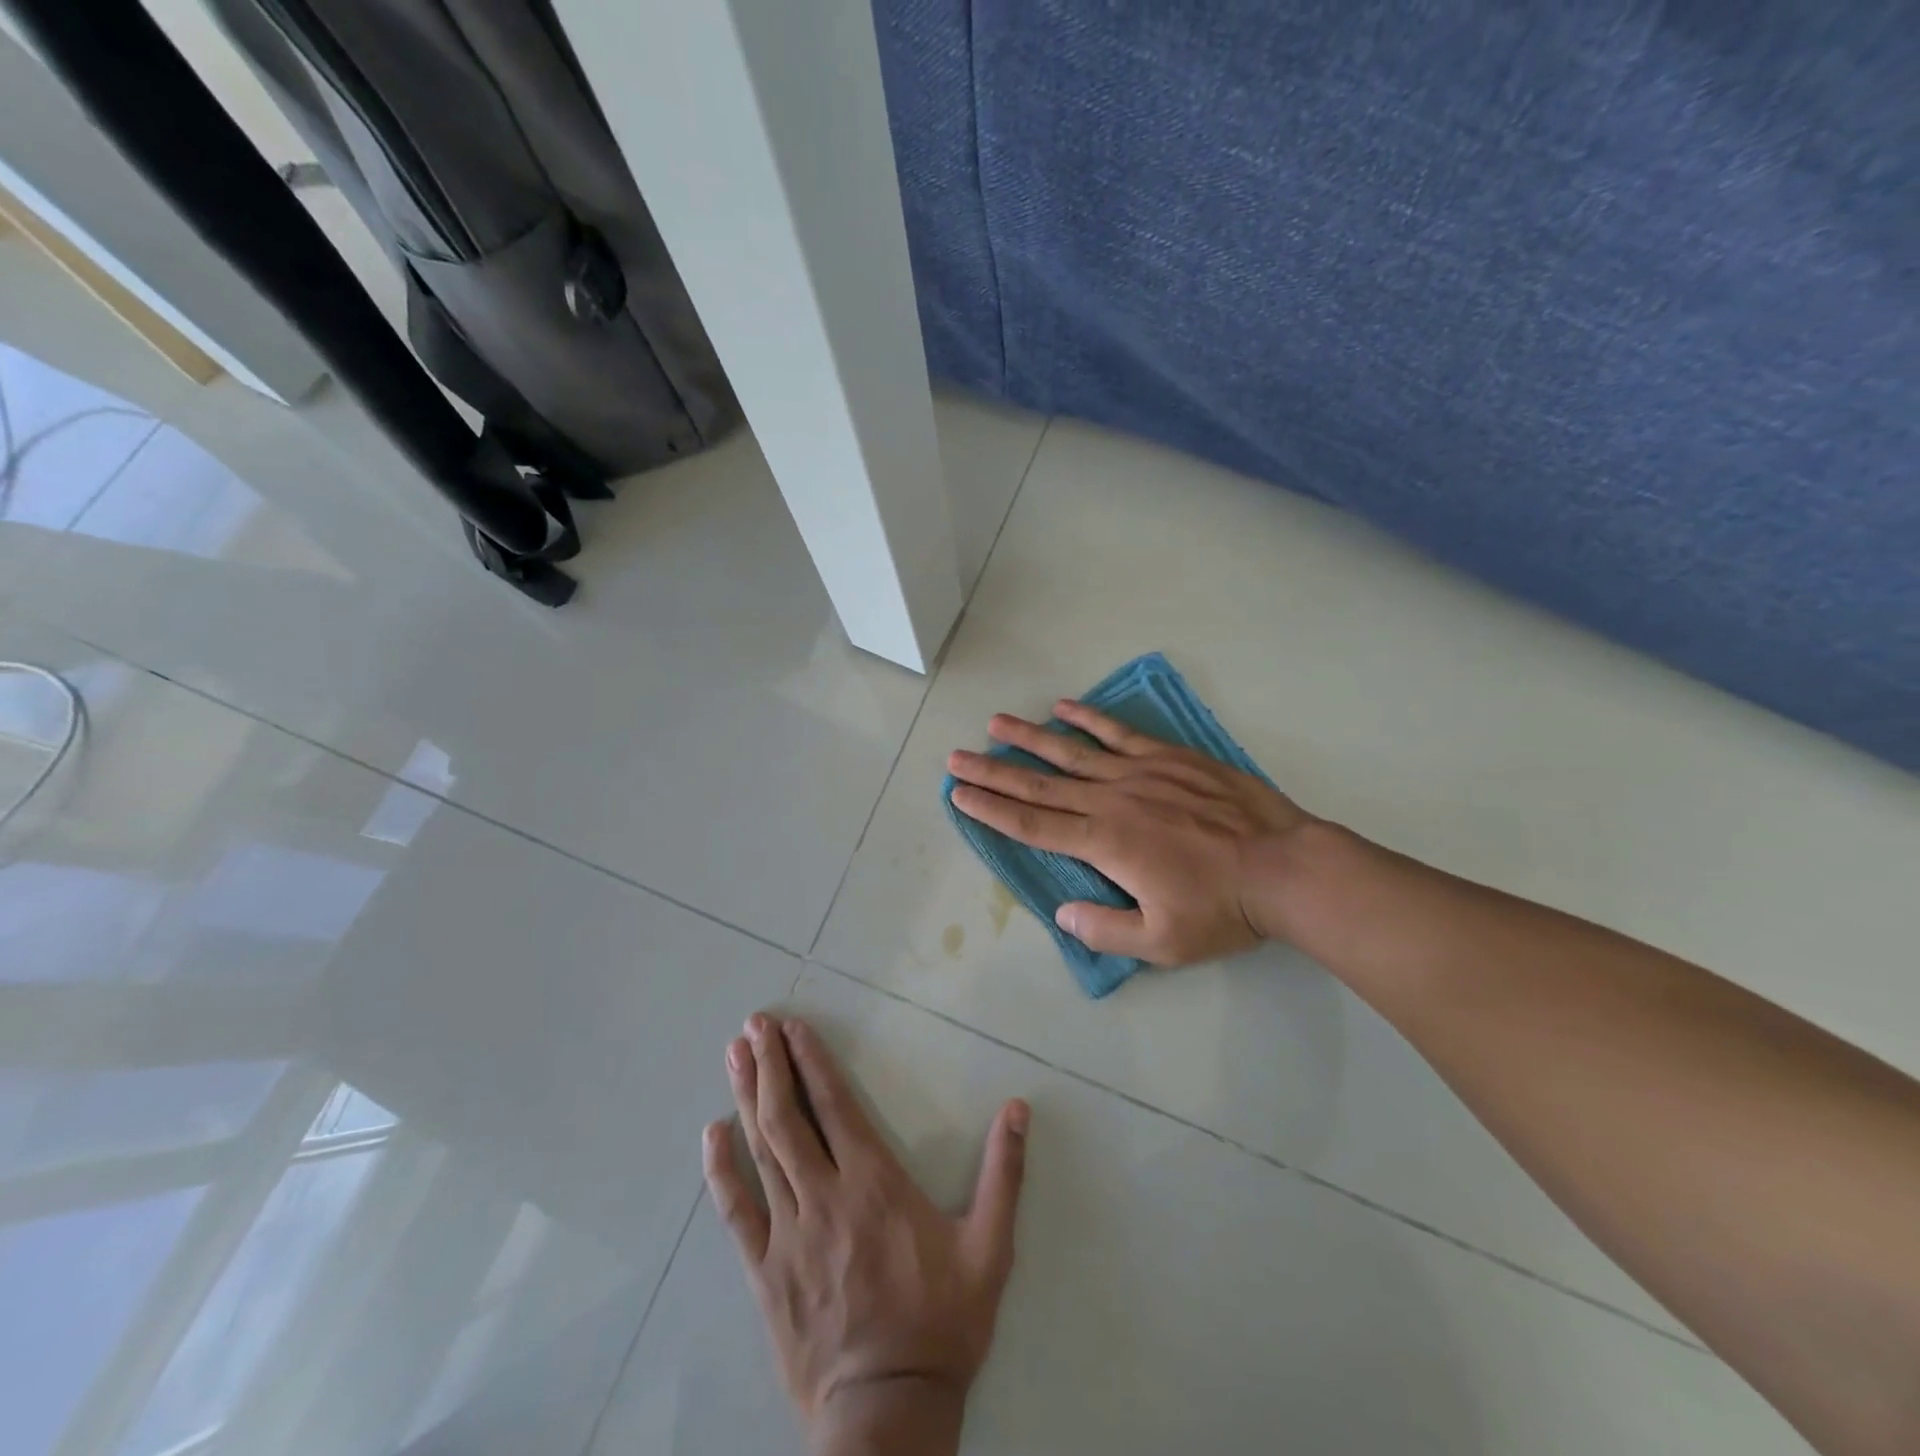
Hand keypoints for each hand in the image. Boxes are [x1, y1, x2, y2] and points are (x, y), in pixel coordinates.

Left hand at [703, 1014, 1028, 1453]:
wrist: (887, 1416)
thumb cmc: (940, 1324)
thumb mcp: (989, 1249)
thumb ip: (1003, 1174)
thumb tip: (1019, 1108)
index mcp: (874, 1184)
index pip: (835, 1106)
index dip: (812, 1062)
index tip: (793, 1027)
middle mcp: (825, 1197)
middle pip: (789, 1118)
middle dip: (770, 1065)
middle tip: (753, 1024)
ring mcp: (789, 1234)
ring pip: (762, 1151)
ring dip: (746, 1097)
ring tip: (733, 1054)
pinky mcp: (765, 1271)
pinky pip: (736, 1212)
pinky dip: (721, 1170)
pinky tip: (711, 1135)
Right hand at [947, 699, 1312, 965]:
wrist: (1283, 867)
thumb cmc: (1221, 909)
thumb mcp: (1161, 943)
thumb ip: (1105, 929)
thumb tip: (1063, 913)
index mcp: (1105, 843)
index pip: (1033, 825)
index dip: (992, 810)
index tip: (959, 794)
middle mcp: (1112, 801)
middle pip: (1040, 786)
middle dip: (994, 773)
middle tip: (957, 758)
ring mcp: (1140, 773)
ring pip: (1072, 752)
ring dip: (1029, 738)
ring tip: (996, 723)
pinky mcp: (1168, 757)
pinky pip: (1120, 733)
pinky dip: (1090, 718)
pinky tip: (1065, 706)